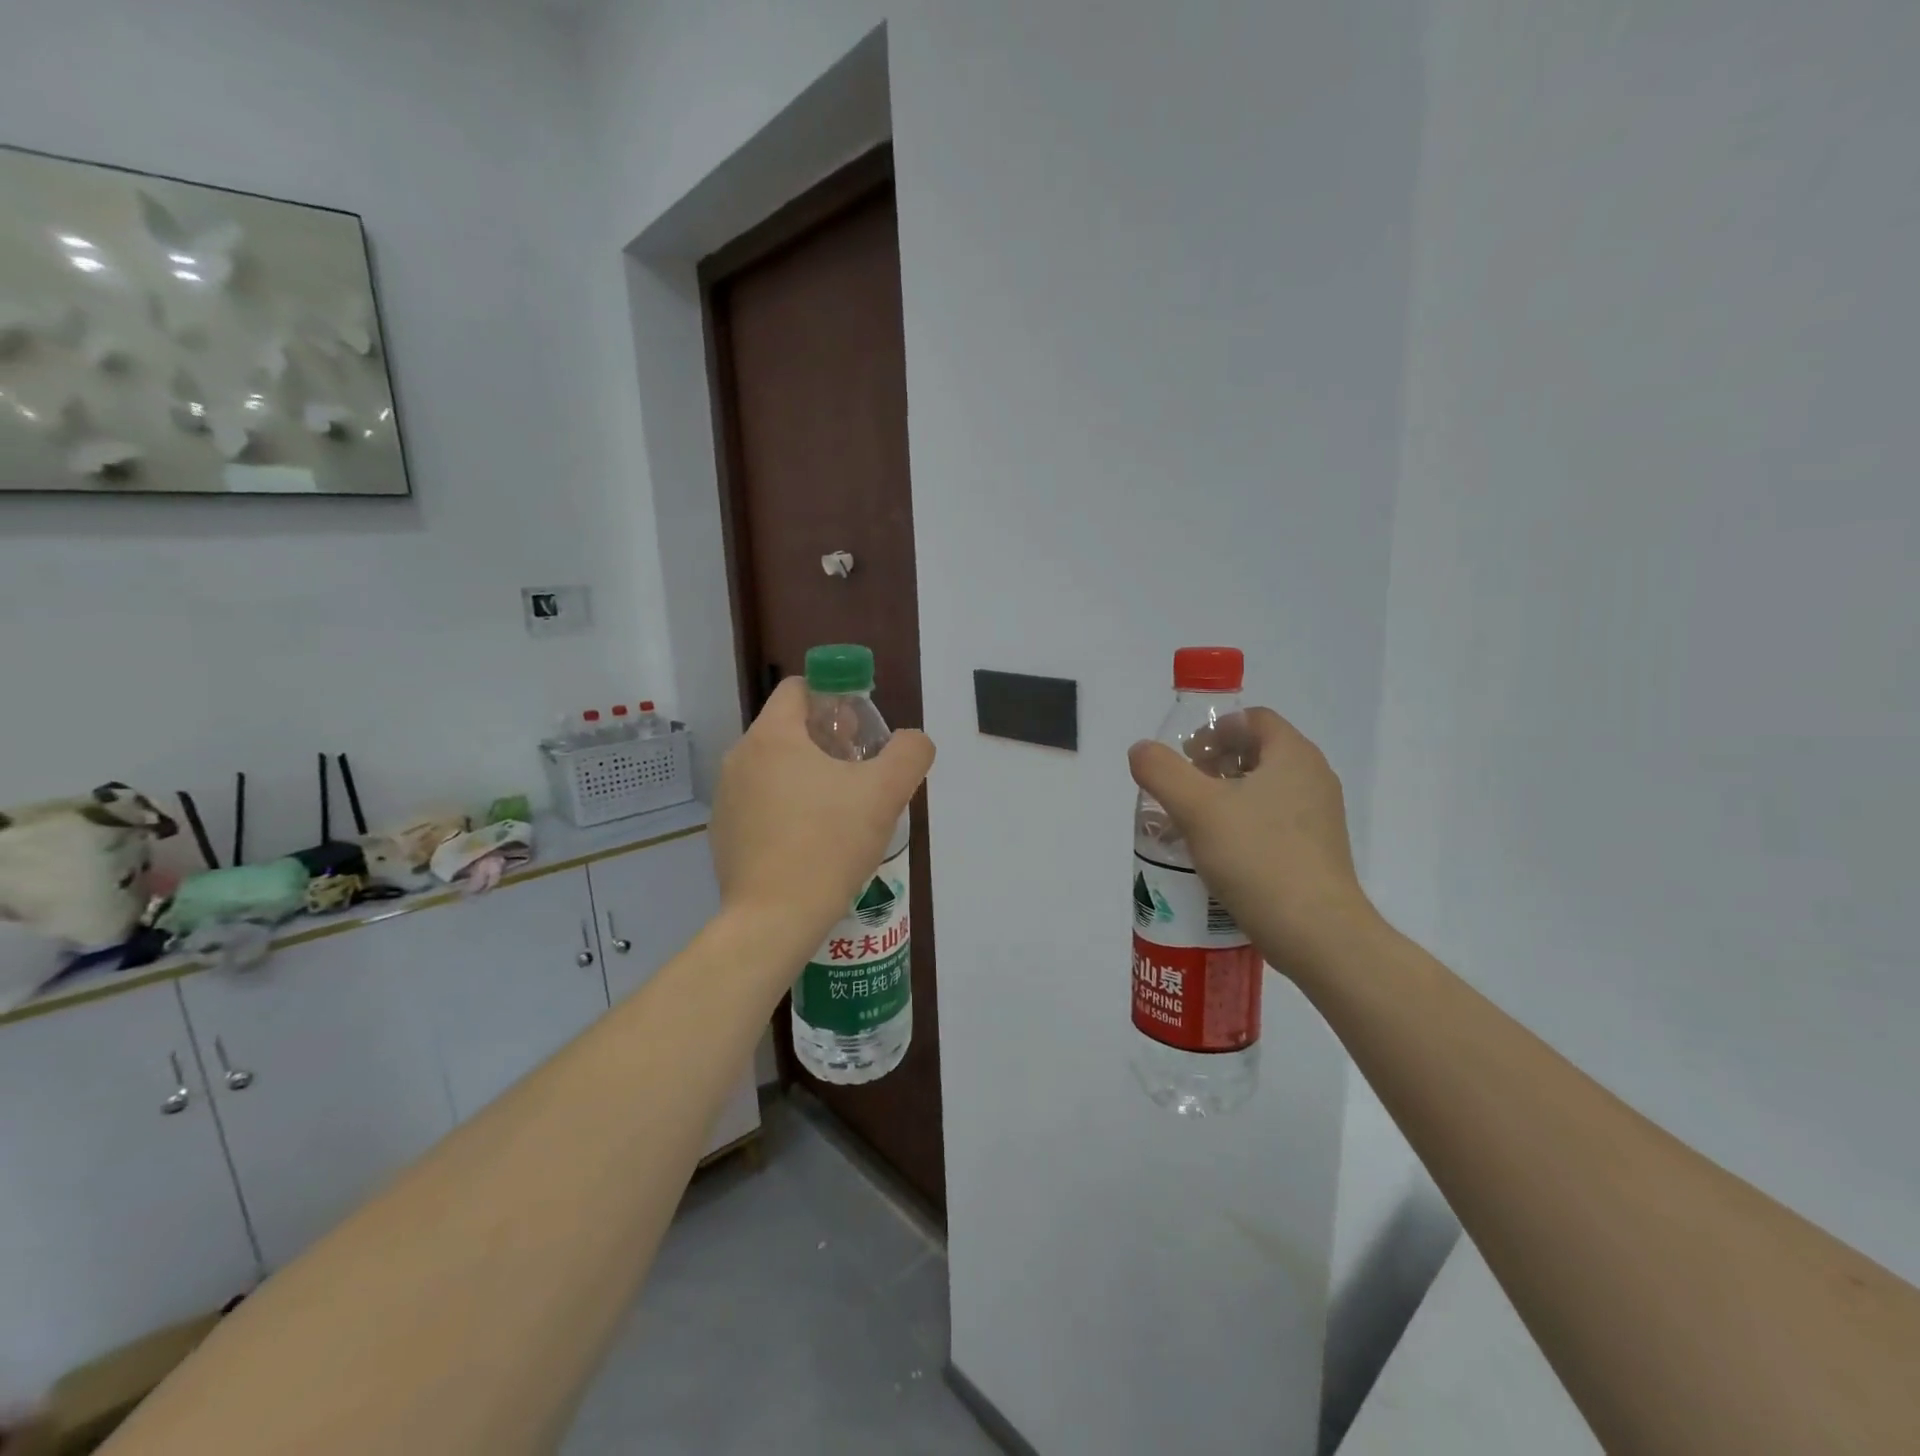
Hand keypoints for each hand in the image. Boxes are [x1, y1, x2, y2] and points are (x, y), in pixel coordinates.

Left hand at [710, 678, 934, 956]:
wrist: (775, 918)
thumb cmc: (830, 844)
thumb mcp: (886, 792)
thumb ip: (909, 753)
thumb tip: (911, 742)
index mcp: (772, 736)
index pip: (799, 688)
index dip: (835, 697)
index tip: (861, 729)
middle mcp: (739, 758)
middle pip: (788, 729)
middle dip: (827, 741)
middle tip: (860, 771)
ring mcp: (726, 798)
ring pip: (774, 768)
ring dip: (808, 775)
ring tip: (841, 810)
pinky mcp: (723, 834)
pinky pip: (760, 803)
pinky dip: (787, 808)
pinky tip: (812, 841)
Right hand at [1128, 707, 1375, 973]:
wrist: (1316, 933)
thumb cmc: (1257, 857)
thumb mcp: (1196, 808)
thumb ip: (1161, 771)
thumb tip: (1141, 750)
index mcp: (1293, 755)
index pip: (1253, 719)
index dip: (1215, 729)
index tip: (1186, 756)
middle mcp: (1314, 778)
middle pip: (1258, 752)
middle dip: (1215, 764)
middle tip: (1183, 789)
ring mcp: (1320, 817)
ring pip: (1265, 789)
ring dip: (1226, 796)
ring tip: (1193, 823)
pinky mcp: (1317, 851)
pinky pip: (1274, 821)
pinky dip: (1244, 824)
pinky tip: (1219, 854)